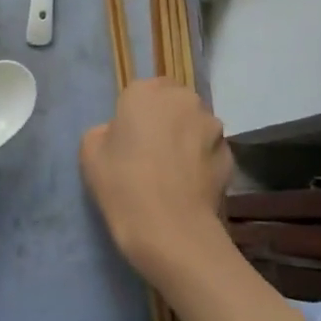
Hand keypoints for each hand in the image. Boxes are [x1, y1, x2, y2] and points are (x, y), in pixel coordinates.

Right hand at [79, 79, 233, 286]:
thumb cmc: (123, 185)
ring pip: (196, 124)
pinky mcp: (230, 153)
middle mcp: (183, 99)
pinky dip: (202, 160)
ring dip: (187, 138)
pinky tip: (190, 186)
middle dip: (166, 119)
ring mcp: (212, 125)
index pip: (143, 91)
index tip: (130, 138)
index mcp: (146, 92)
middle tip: (152, 151)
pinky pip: (210, 150)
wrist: (170, 229)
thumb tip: (118, 133)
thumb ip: (104, 131)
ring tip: (175, 171)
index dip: (137, 113)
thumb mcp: (90, 154)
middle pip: (174, 102)